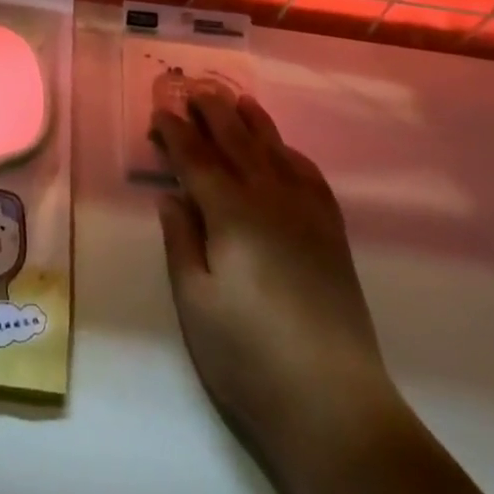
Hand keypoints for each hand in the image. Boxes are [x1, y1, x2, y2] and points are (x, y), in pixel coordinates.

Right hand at [153, 91, 398, 465]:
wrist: (334, 403)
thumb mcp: (195, 302)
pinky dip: (291, 153)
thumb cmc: (249, 355)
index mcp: (231, 213)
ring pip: (275, 149)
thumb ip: (181, 241)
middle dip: (212, 112)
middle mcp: (270, 199)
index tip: (159, 112)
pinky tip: (283, 151)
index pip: (197, 158)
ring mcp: (307, 213)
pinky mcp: (332, 233)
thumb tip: (171, 195)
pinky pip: (310, 175)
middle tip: (193, 90)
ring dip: (252, 121)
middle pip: (237, 141)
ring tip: (237, 100)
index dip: (175, 132)